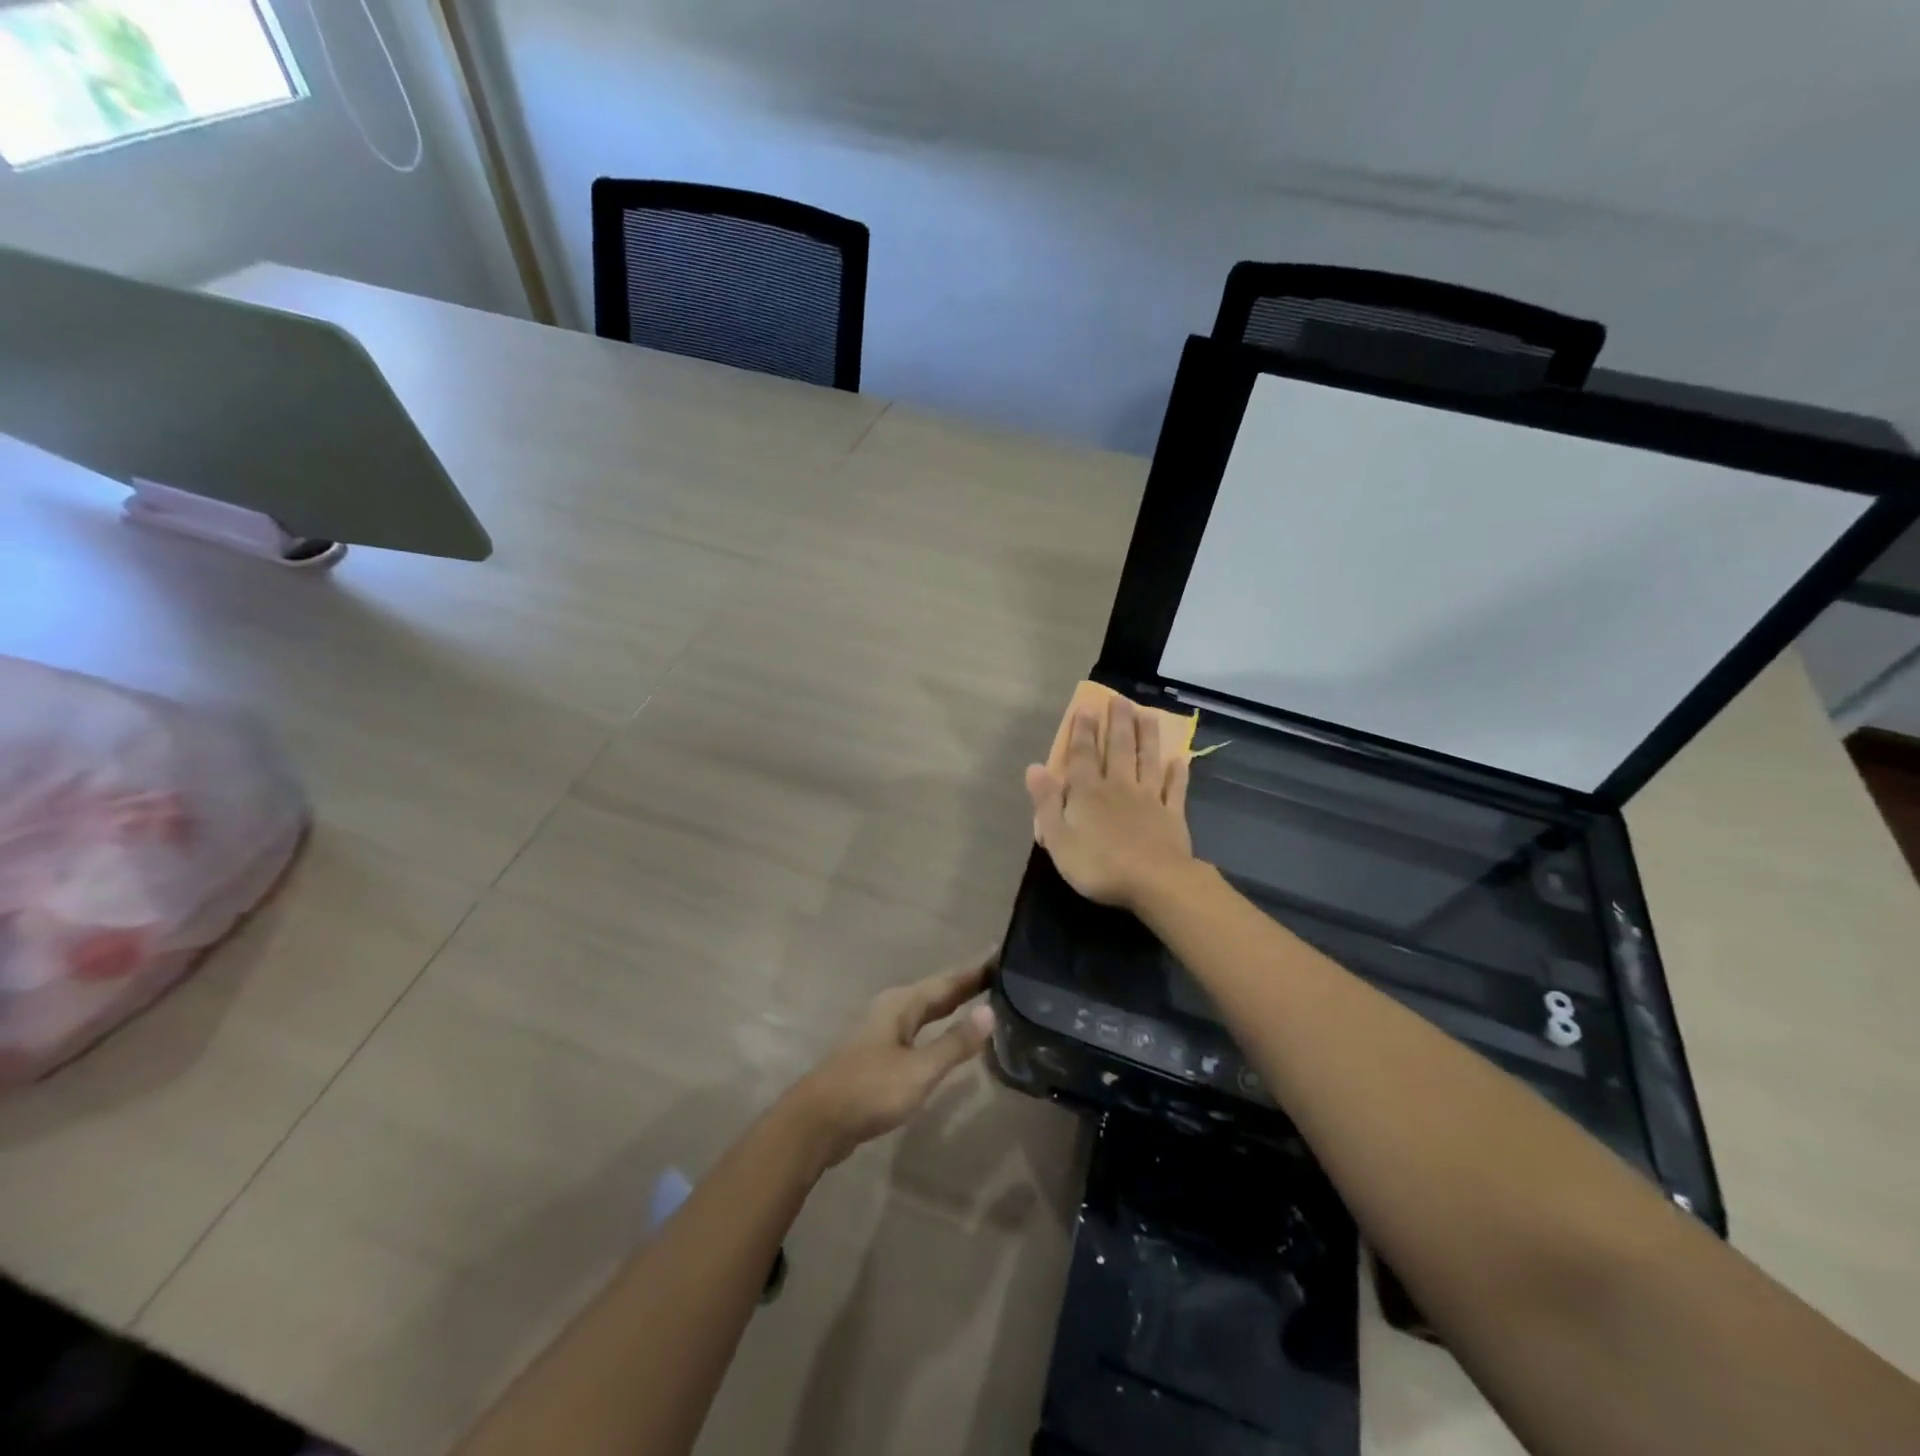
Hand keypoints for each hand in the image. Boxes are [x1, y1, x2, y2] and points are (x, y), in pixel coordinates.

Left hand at [783, 956, 996, 1170]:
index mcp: (902, 1004)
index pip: (948, 982)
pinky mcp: (877, 1053)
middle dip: (965, 986)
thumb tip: (990, 1010)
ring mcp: (881, 1030)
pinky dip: (937, 1027)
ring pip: (925, 1011)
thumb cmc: (870, 1090)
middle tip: (1001, 978)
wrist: (816, 1122)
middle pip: (935, 993)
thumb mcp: (919, 1069)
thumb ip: (955, 1042)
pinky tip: (946, 1038)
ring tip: (981, 1003)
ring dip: (951, 1006)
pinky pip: (917, 1029)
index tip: (1003, 957)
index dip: (975, 972)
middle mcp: (891, 1009)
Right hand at [1025, 694, 1195, 909]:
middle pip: (1118, 749)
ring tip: (1148, 714)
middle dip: (1118, 723)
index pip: (1082, 755)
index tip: (1086, 707)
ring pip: (1147, 760)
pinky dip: (1177, 773)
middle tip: (1120, 699)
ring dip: (1147, 737)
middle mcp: (1119, 787)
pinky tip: (1179, 759)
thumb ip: (1046, 802)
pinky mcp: (1172, 815)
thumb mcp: (1058, 838)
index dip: (1082, 731)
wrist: (1154, 882)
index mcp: (1088, 792)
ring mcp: (1149, 799)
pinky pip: (1175, 789)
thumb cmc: (1098, 864)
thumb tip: (1035, 767)